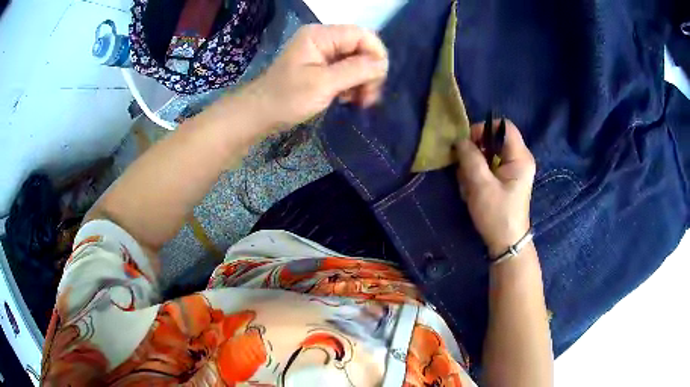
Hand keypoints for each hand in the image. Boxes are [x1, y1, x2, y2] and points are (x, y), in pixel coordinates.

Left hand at [247, 24, 388, 128]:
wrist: (260, 114)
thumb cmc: (287, 98)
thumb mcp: (323, 84)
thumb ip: (356, 70)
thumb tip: (382, 64)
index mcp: (321, 35)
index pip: (362, 35)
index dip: (376, 55)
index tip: (376, 81)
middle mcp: (324, 39)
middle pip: (361, 48)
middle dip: (369, 71)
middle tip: (367, 98)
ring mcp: (323, 53)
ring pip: (356, 60)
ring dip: (362, 80)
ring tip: (357, 101)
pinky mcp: (322, 67)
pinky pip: (347, 70)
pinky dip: (352, 84)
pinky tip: (348, 99)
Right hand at [456, 120, 535, 257]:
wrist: (506, 243)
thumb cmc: (497, 214)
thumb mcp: (480, 185)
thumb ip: (470, 157)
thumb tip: (460, 139)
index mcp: (520, 157)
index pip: (503, 126)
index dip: (484, 129)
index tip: (468, 144)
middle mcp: (520, 159)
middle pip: (495, 140)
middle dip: (476, 151)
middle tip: (465, 168)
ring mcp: (514, 170)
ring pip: (489, 154)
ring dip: (474, 165)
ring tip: (469, 185)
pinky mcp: (507, 179)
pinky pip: (489, 167)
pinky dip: (478, 175)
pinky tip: (473, 190)